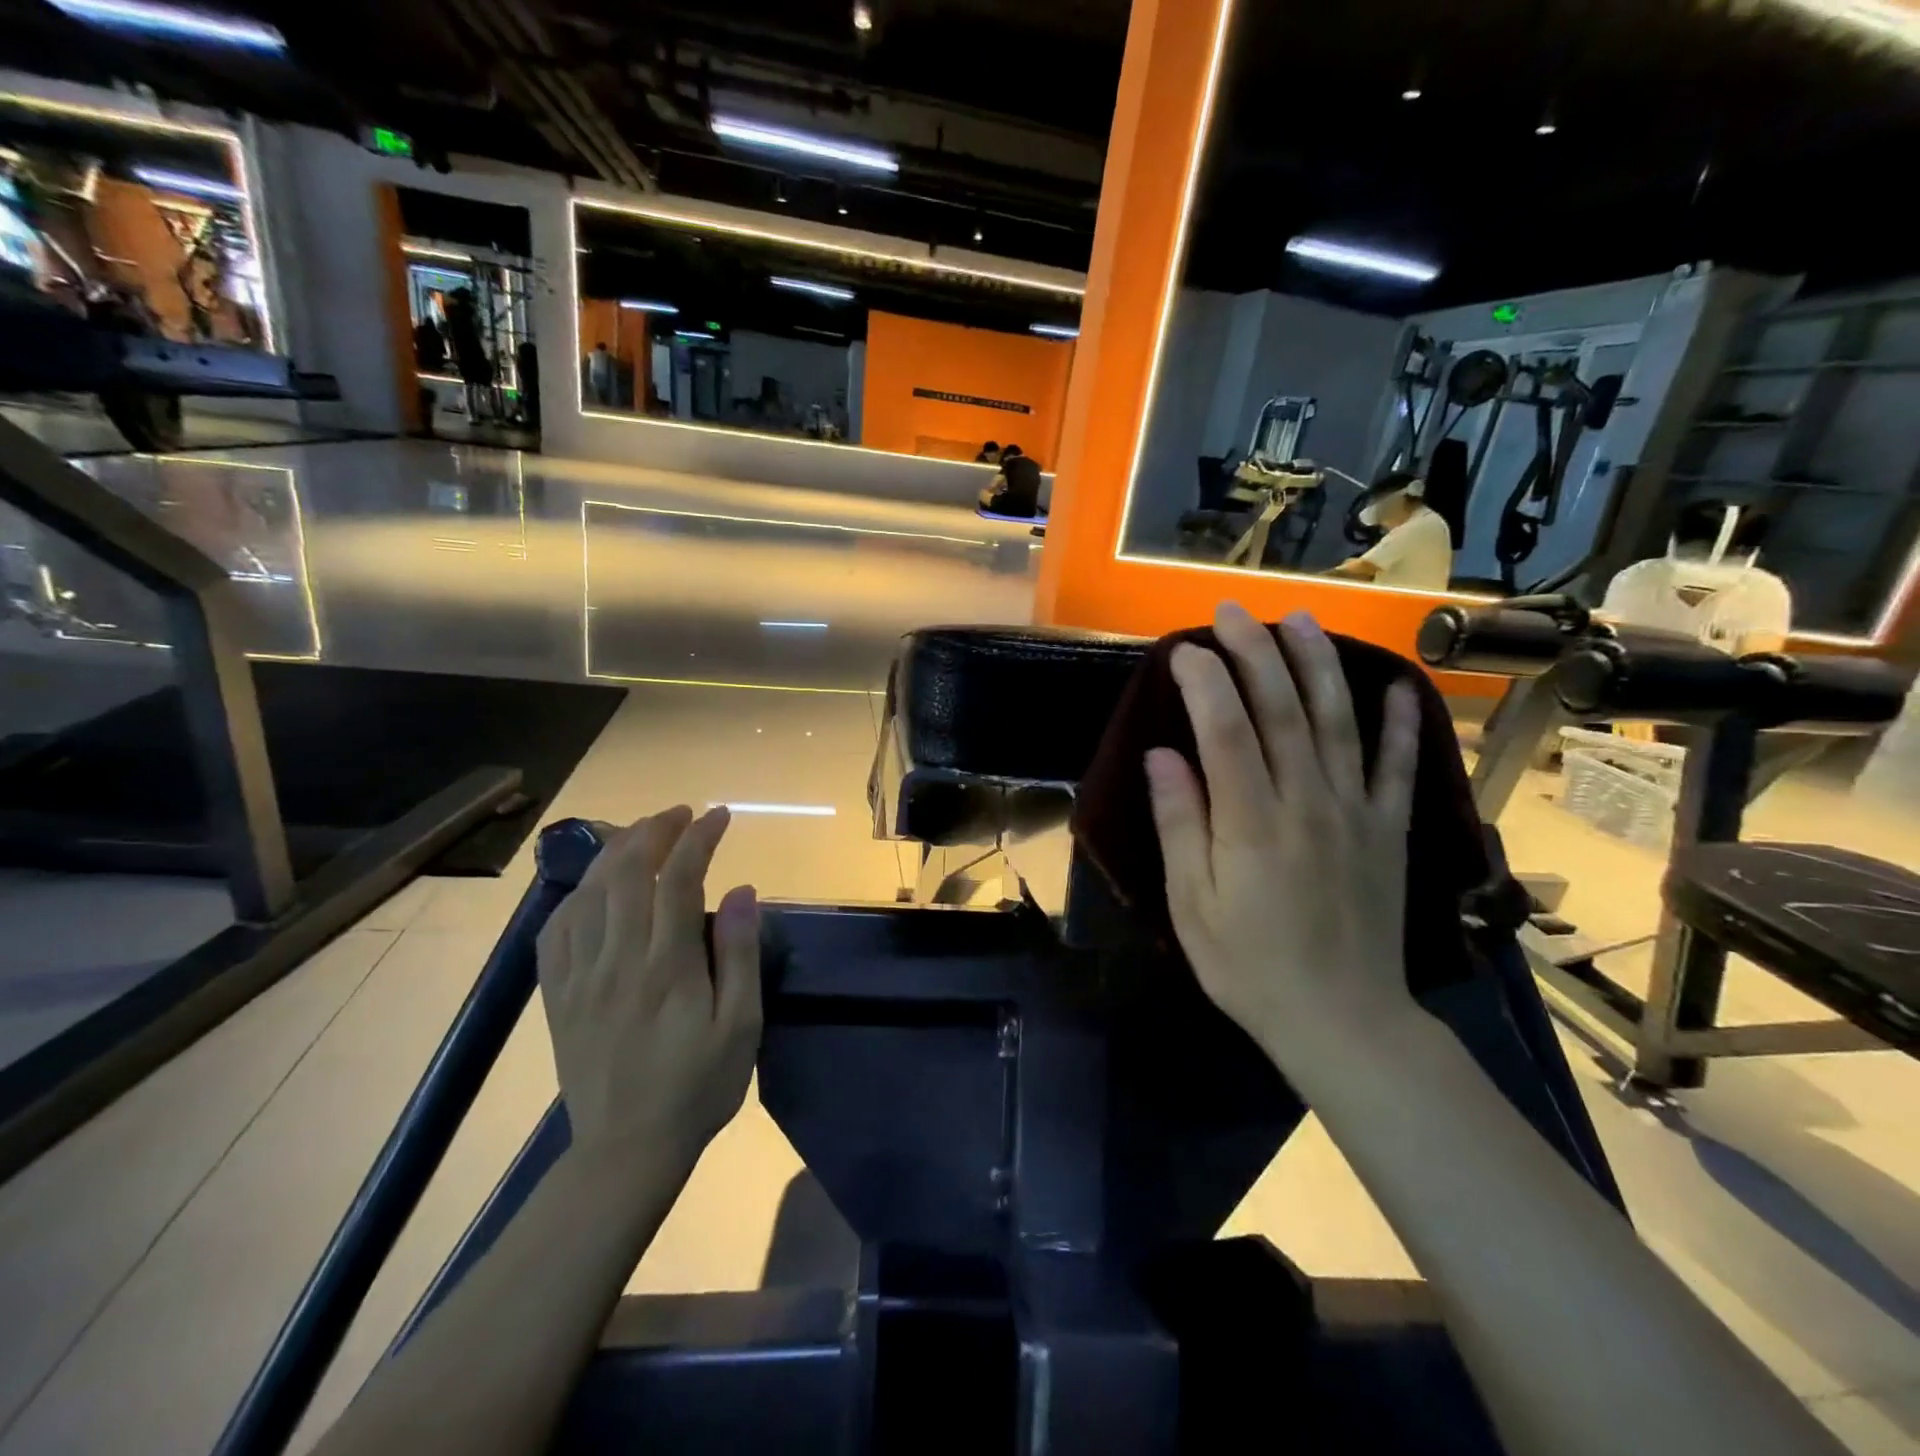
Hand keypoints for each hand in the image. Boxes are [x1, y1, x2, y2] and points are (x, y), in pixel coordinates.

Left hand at [535, 806, 761, 1169]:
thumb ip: (740, 955)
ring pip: (590, 892)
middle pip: (628, 872)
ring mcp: (579, 976)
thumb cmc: (699, 1087)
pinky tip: (595, 886)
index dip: (699, 838)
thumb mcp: (741, 1026)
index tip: (720, 816)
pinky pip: (556, 928)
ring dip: (617, 851)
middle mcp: (617, 960)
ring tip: (643, 833)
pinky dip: (578, 894)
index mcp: (667, 967)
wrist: (626, 1151)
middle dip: (656, 830)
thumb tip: (741, 890)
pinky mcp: (557, 995)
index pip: (679, 879)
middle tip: (682, 813)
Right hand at [1145, 603, 1420, 1075]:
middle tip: (1232, 612)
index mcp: (1251, 822)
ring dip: (1318, 665)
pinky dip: (1398, 724)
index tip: (1183, 649)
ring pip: (1338, 722)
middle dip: (1255, 653)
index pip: (1226, 730)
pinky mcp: (1389, 830)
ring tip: (1299, 620)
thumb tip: (1163, 756)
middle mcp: (1307, 802)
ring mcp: (1356, 812)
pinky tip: (1395, 686)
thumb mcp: (1193, 906)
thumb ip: (1181, 825)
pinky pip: (1396, 767)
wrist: (1342, 1021)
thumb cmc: (1249, 966)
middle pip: (1282, 710)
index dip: (1205, 682)